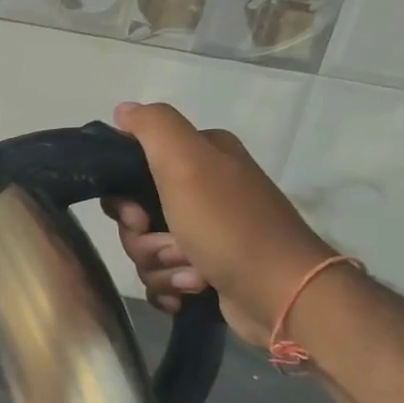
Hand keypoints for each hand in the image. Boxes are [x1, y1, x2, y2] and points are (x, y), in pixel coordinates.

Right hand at [102, 101, 336, 348]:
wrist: (281, 293)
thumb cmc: (229, 226)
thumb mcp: (187, 163)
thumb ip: (153, 127)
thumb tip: (122, 109)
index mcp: (201, 158)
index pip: (132, 168)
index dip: (123, 198)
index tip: (136, 216)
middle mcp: (203, 190)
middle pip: (134, 216)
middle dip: (142, 239)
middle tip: (171, 247)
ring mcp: (205, 232)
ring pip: (144, 249)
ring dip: (160, 266)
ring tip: (192, 273)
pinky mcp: (205, 268)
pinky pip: (160, 277)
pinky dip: (170, 287)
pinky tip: (189, 292)